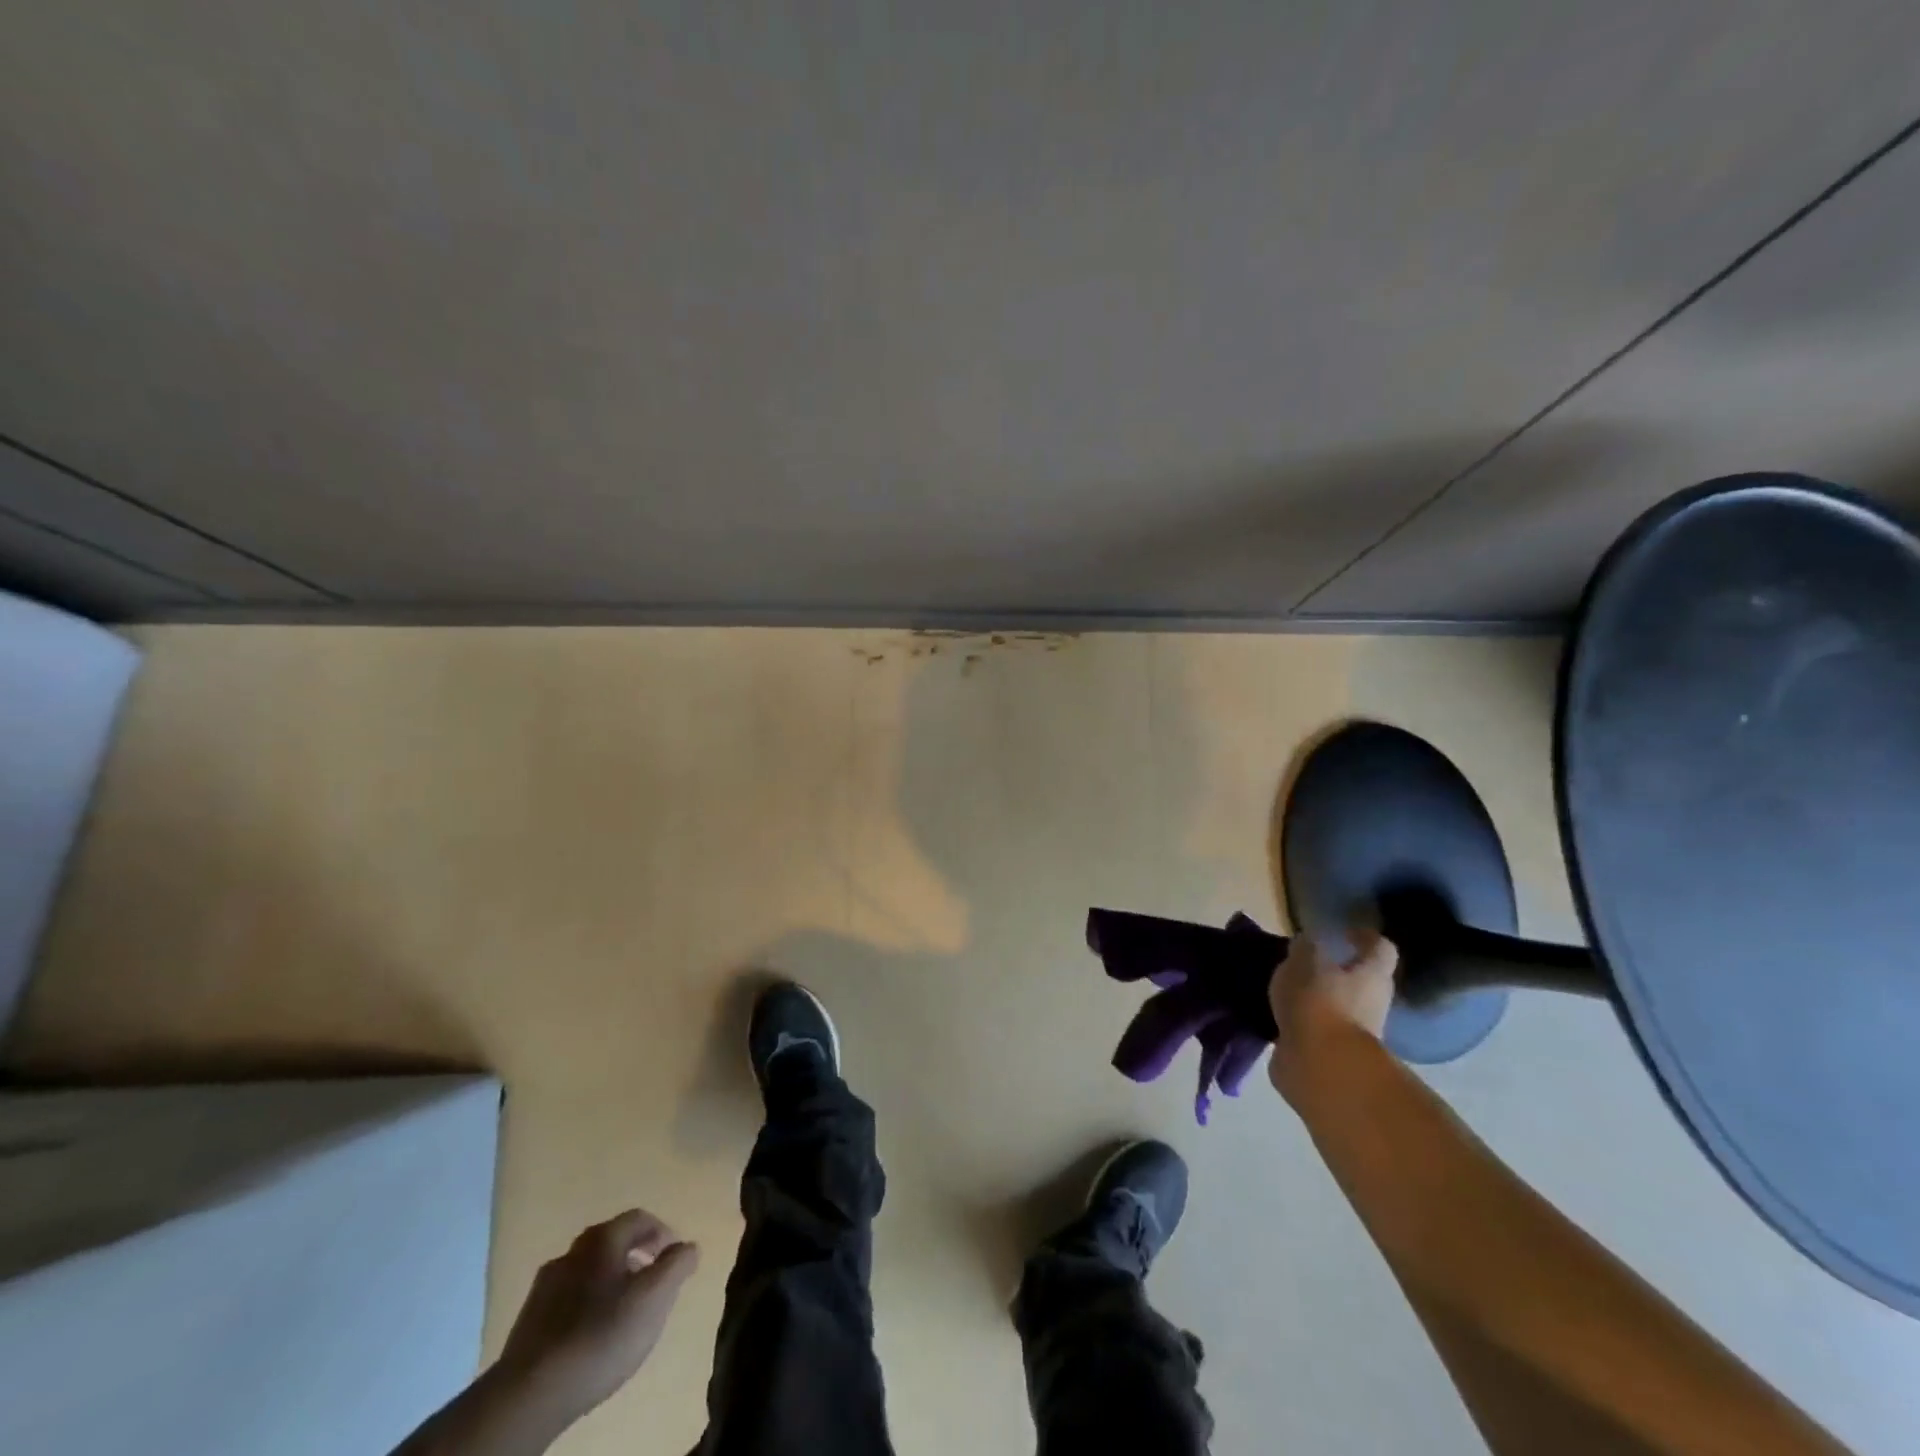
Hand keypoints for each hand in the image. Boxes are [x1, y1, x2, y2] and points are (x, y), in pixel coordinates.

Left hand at [494, 1209, 699, 1430]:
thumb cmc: (601, 1335)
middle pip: (611, 1241)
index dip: (662, 1232)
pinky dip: (586, 1304)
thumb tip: (688, 1246)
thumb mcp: (654, 1297)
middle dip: (635, 1254)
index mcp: (602, 1238)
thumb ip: (676, 1265)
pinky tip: (591, 1331)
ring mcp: (545, 1286)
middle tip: (652, 1280)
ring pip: (587, 1270)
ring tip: (624, 1309)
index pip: (640, 1218)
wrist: (530, 1394)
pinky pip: (568, 1298)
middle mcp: (572, 1251)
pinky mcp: (528, 1321)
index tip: (675, 1257)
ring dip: (610, 1280)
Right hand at [1268, 931, 1397, 1105]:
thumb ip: (1306, 947)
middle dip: (1335, 971)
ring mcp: (1353, 1033)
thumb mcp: (1304, 961)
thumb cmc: (1319, 1003)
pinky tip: (1275, 1017)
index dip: (1365, 938)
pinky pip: (1316, 1031)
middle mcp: (1371, 1003)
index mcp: (1372, 975)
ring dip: (1315, 1000)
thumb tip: (1308, 942)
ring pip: (1335, 1007)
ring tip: (1281, 990)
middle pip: (1360, 981)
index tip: (1344, 932)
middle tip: (1303, 961)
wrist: (1320, 1068)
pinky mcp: (1331, 1056)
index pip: (1380, 948)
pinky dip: (1300, 1024)